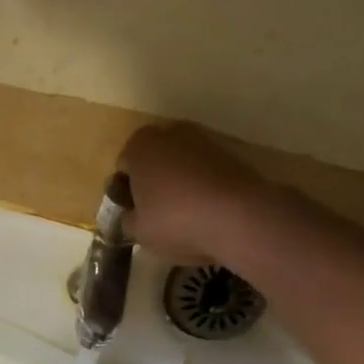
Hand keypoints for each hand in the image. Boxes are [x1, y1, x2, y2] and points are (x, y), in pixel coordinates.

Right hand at [117, 123, 268, 262]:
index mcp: (140, 145)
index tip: (135, 214)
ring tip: (186, 216)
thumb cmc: (176, 220)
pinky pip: (206, 171)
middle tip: (157, 214)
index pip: (123, 167)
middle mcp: (169, 132)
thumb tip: (133, 215)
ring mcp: (203, 140)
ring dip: (180, 183)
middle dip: (153, 182)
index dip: (126, 192)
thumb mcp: (139, 231)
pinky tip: (208, 212)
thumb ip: (128, 220)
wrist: (240, 216)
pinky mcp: (231, 153)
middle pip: (154, 160)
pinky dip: (204, 186)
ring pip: (181, 164)